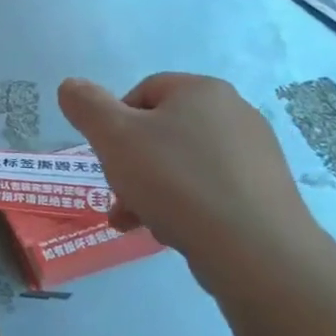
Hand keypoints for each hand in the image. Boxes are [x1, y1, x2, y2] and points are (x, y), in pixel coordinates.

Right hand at [56, 73, 316, 267]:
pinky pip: (208, 189)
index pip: (142, 92)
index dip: (114, 123)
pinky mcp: (264, 192)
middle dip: (129, 162)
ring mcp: (255, 154)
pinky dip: (183, 204)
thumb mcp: (113, 137)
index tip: (107, 155)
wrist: (254, 249)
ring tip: (135, 220)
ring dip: (150, 188)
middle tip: (117, 193)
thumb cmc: (175, 180)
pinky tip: (169, 230)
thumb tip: (71, 86)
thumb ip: (86, 106)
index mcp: (202, 90)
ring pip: (181, 163)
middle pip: (160, 130)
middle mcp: (235, 113)